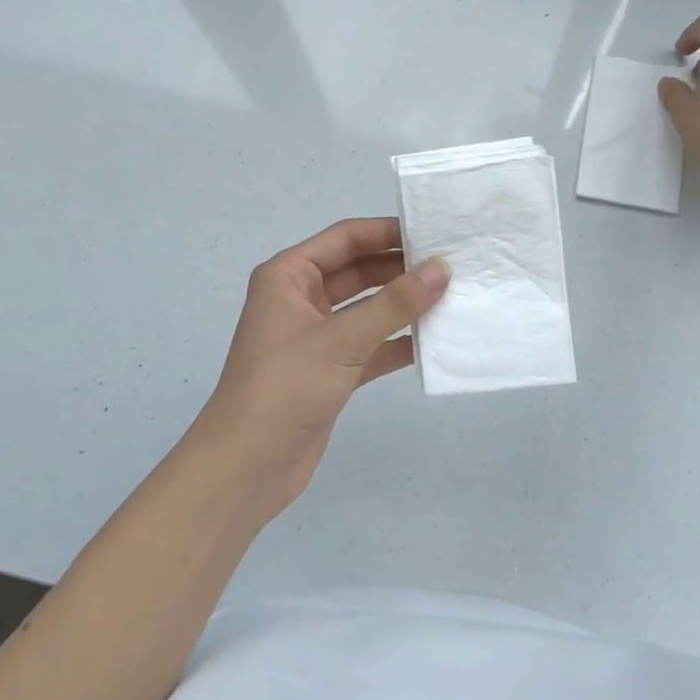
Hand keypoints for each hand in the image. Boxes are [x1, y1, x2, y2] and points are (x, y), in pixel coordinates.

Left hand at [186, 218, 447, 517]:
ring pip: (367, 308)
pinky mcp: (330, 370)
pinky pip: (370, 345)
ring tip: (452, 297)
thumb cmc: (285, 387)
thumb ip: (394, 304)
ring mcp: (316, 336)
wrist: (247, 467)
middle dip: (401, 268)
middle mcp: (300, 299)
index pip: (346, 238)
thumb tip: (441, 269)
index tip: (435, 232)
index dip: (388, 232)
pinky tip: (433, 341)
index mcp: (289, 276)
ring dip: (403, 305)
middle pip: (359, 270)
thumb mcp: (342, 339)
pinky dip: (397, 342)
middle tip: (452, 266)